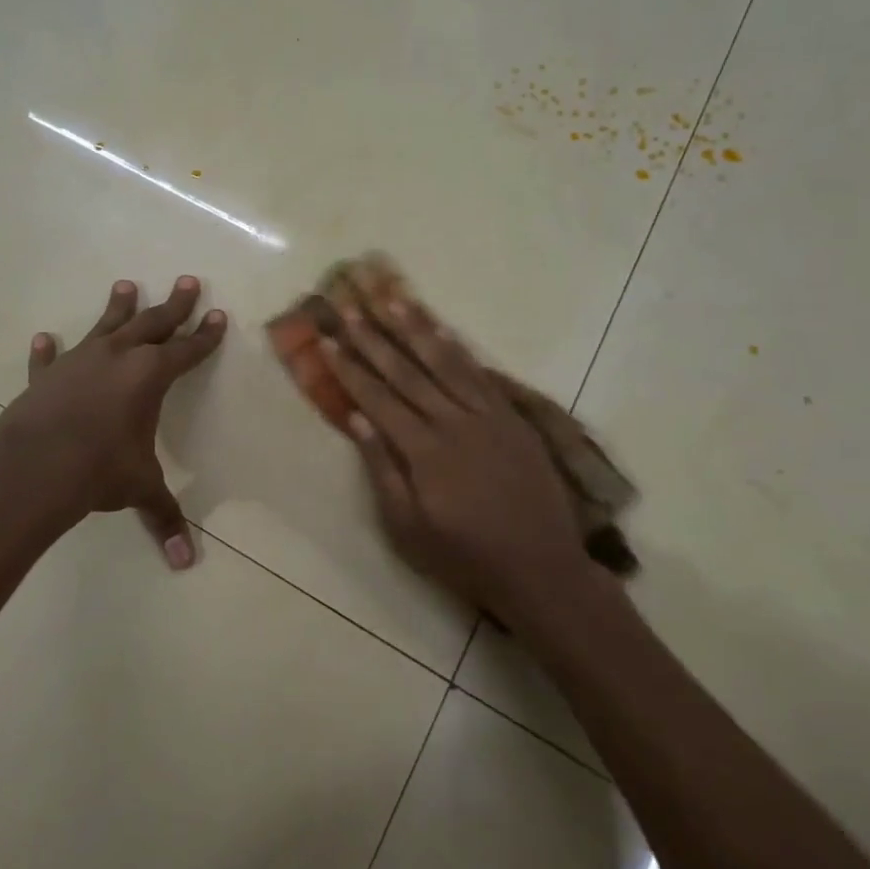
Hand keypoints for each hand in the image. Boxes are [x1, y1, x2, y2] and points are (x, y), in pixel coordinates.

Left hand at [0, 277, 225, 568]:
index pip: (187, 350)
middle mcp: (118, 357)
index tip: (218, 315)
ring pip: (105, 326)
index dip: (205, 336)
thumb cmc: (100, 469)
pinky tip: (44, 339)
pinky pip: (49, 359)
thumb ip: (164, 517)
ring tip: (125, 285)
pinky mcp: (46, 376)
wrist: (36, 465)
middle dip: (174, 305)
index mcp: (150, 375)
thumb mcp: (140, 488)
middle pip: (153, 323)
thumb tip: (186, 562)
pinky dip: (47, 350)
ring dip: (118, 307)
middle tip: (188, 280)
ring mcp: (79, 361)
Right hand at [320, 298, 593, 615]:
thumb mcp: (408, 528)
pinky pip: (481, 374)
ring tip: (392, 300)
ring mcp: (487, 416)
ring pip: (445, 363)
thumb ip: (382, 470)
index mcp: (424, 451)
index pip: (378, 398)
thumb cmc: (464, 556)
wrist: (541, 568)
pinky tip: (442, 330)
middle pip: (407, 372)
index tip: (329, 340)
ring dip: (416, 330)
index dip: (350, 368)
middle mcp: (454, 423)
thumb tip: (356, 419)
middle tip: (350, 307)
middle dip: (374, 338)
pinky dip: (458, 350)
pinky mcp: (511, 418)